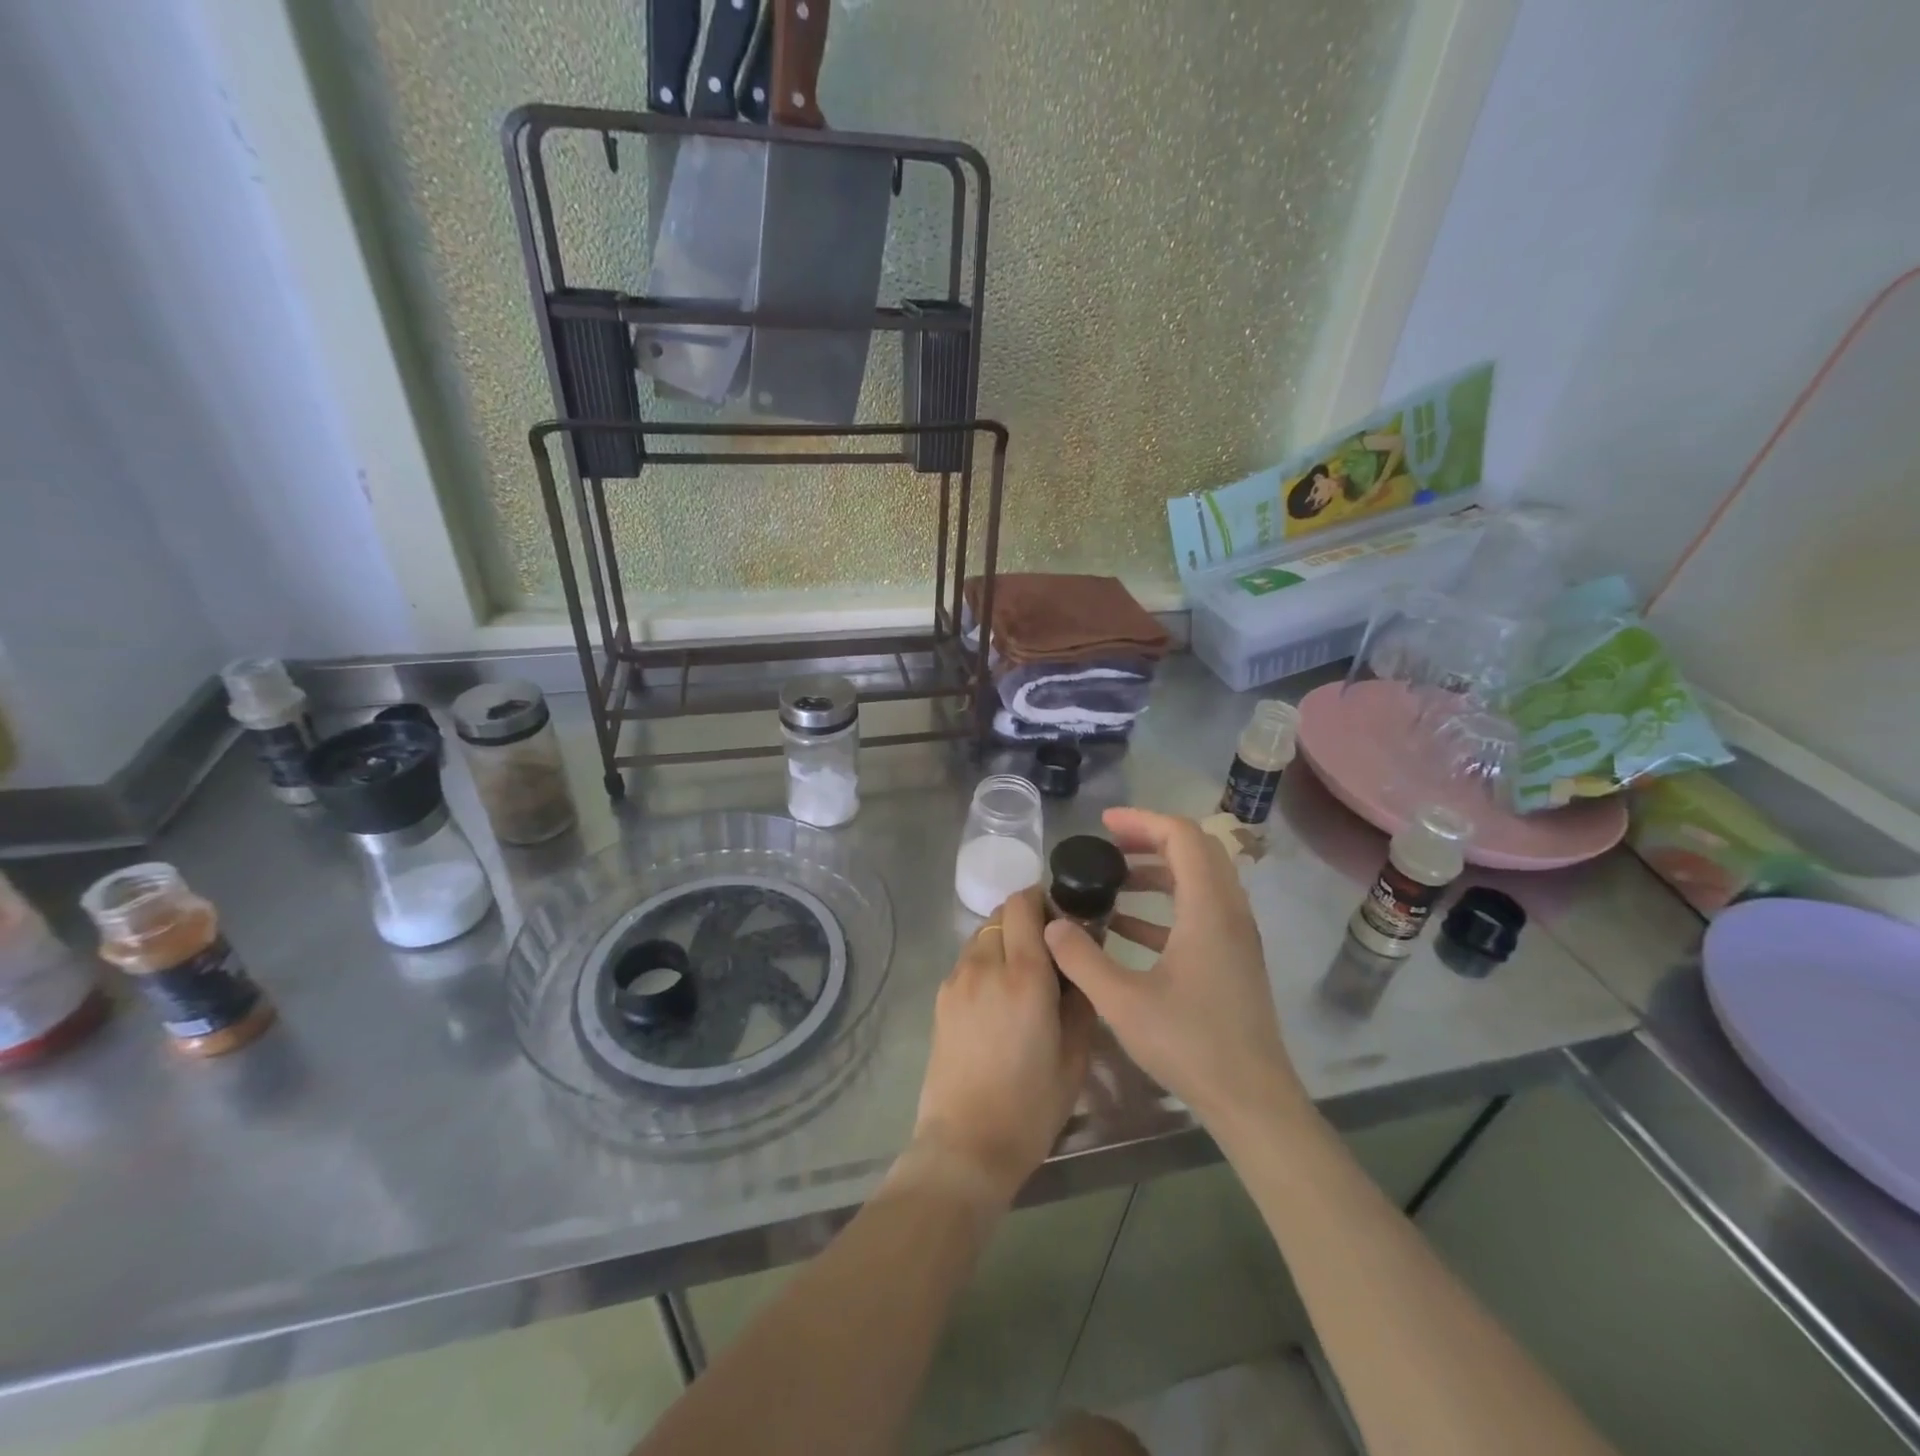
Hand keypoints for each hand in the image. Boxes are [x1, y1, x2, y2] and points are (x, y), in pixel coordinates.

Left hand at [909, 887, 1094, 1206]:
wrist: (966, 1144)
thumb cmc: (1031, 1105)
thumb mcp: (1075, 1054)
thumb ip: (1081, 997)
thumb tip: (1079, 960)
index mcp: (1024, 975)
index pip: (1024, 904)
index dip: (1044, 899)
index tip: (1064, 919)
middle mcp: (985, 965)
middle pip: (1001, 913)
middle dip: (1027, 919)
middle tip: (1049, 950)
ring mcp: (957, 979)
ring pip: (982, 935)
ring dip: (1004, 940)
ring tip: (1023, 977)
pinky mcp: (941, 997)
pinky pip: (968, 961)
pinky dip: (986, 962)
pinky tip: (998, 999)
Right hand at [1044, 807, 1309, 1133]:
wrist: (1252, 1100)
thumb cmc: (1190, 1044)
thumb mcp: (1122, 1001)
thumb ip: (1081, 958)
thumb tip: (1052, 923)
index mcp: (1209, 909)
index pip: (1182, 836)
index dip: (1142, 821)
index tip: (1102, 825)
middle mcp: (1229, 912)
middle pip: (1195, 850)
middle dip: (1149, 839)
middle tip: (1107, 846)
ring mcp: (1236, 936)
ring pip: (1199, 880)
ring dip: (1157, 872)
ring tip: (1111, 882)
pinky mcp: (1233, 959)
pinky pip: (1200, 910)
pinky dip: (1165, 905)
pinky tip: (1125, 927)